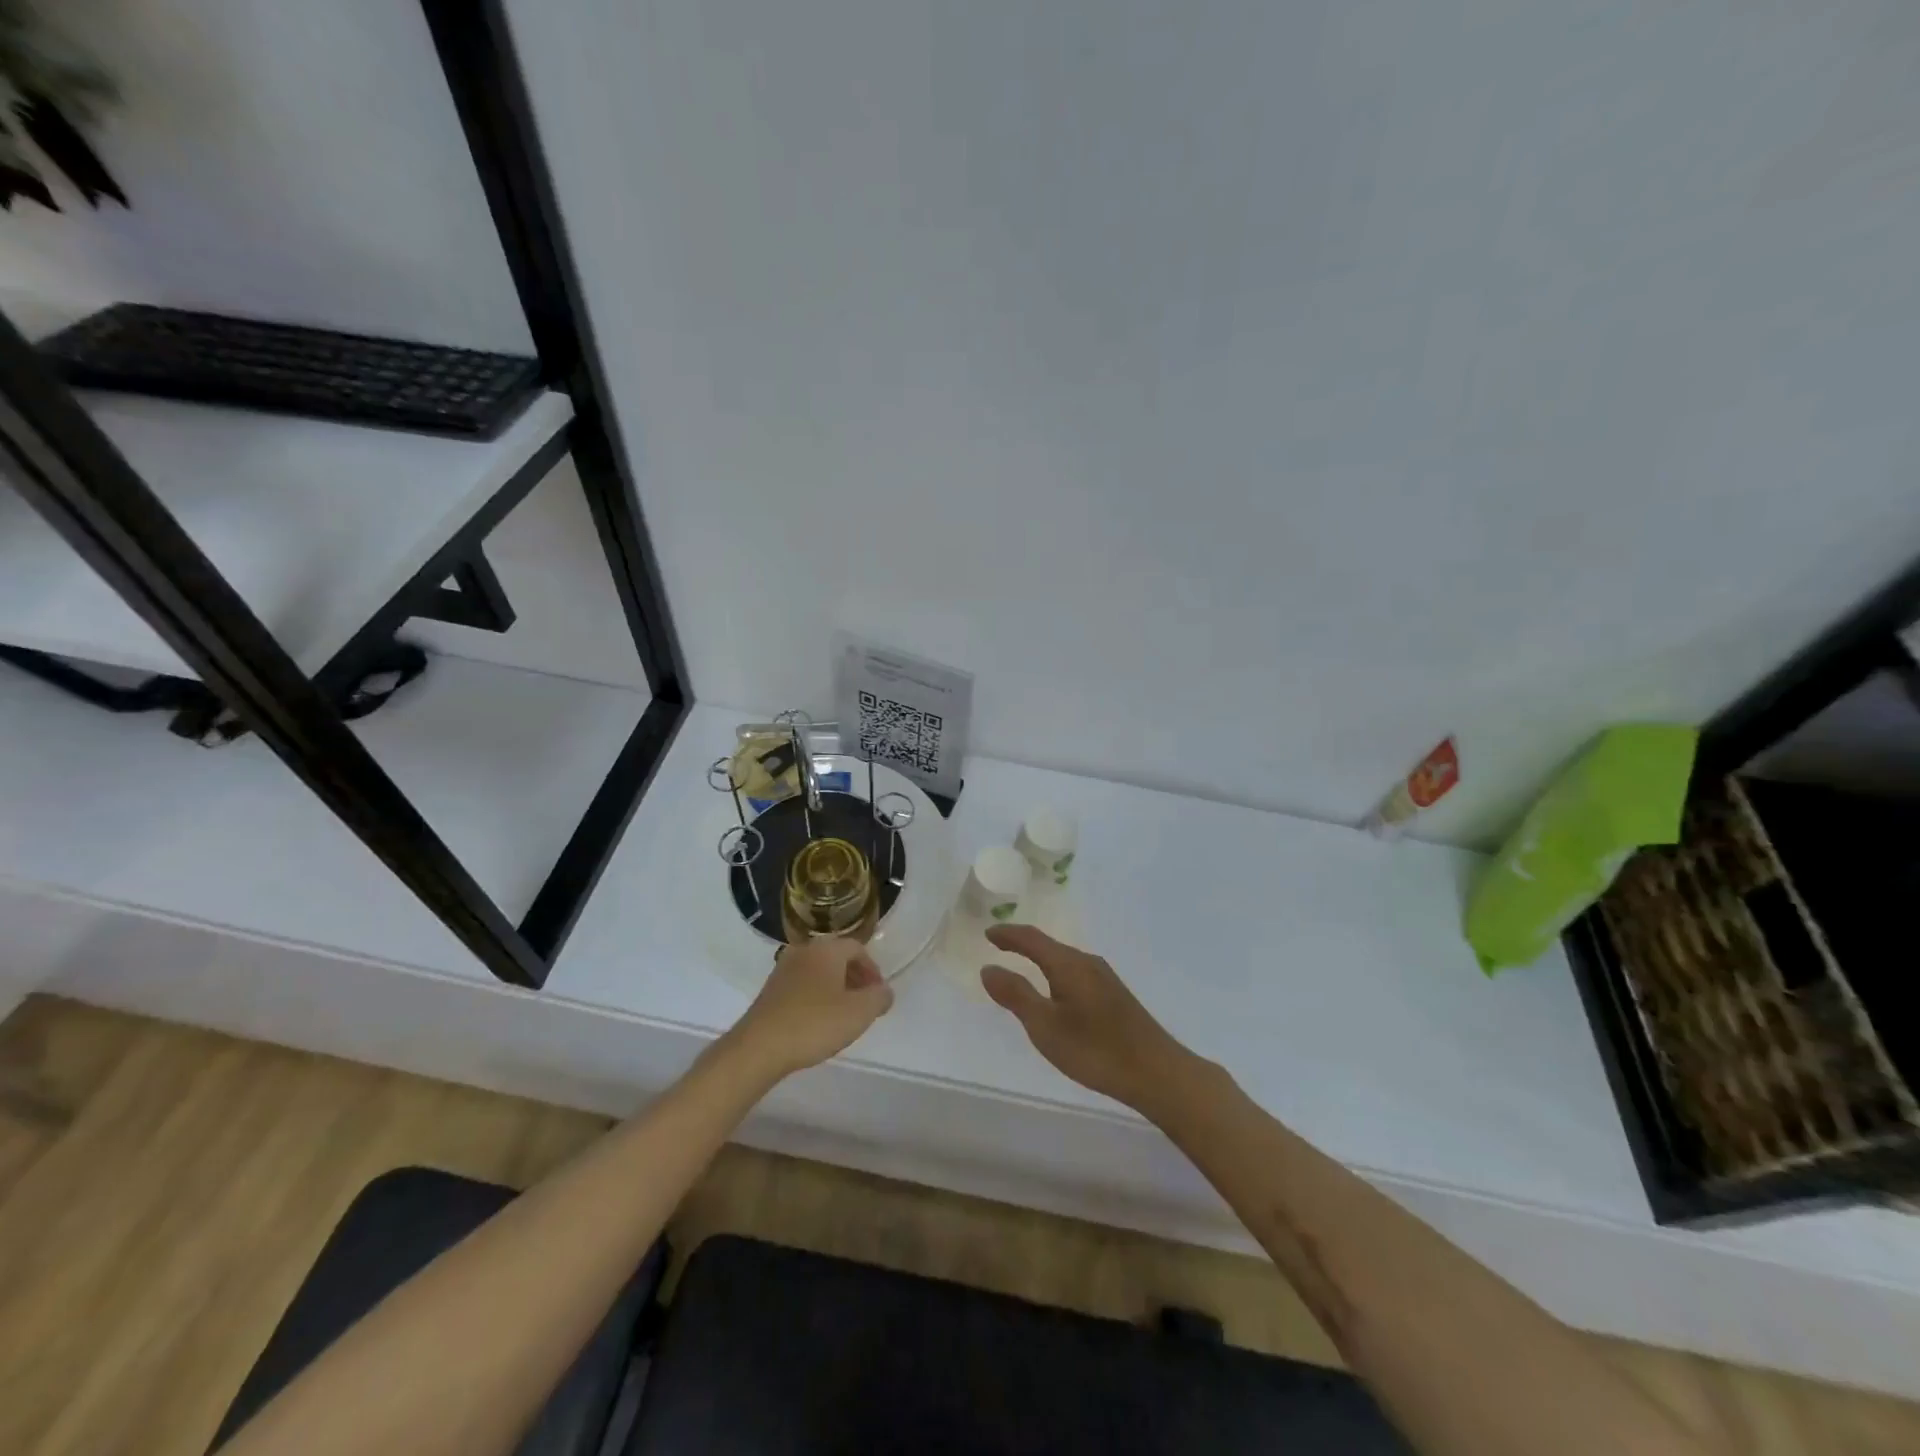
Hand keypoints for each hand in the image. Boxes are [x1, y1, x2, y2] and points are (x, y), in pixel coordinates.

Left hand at [725, 937, 893, 1081]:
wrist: (759, 1047)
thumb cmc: (814, 1024)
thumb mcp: (859, 1013)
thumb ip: (879, 998)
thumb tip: (884, 991)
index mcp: (827, 949)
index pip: (857, 948)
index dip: (873, 970)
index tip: (878, 994)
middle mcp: (804, 951)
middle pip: (837, 957)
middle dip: (854, 977)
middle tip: (864, 1003)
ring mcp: (783, 969)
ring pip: (818, 971)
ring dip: (834, 987)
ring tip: (842, 1014)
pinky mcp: (770, 990)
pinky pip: (802, 984)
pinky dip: (815, 995)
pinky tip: (817, 1021)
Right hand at [981, 926, 1193, 1111]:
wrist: (1156, 1072)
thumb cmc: (1095, 1050)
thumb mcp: (1046, 1026)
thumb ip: (1016, 995)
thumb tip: (988, 968)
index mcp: (1069, 964)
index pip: (1032, 939)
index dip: (1008, 935)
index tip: (987, 933)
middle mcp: (1088, 963)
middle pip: (1049, 945)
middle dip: (1023, 943)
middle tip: (999, 944)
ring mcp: (1104, 978)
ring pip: (1064, 959)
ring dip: (1040, 958)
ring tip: (1022, 965)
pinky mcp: (1114, 995)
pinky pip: (1075, 972)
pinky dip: (1055, 972)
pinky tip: (1055, 991)